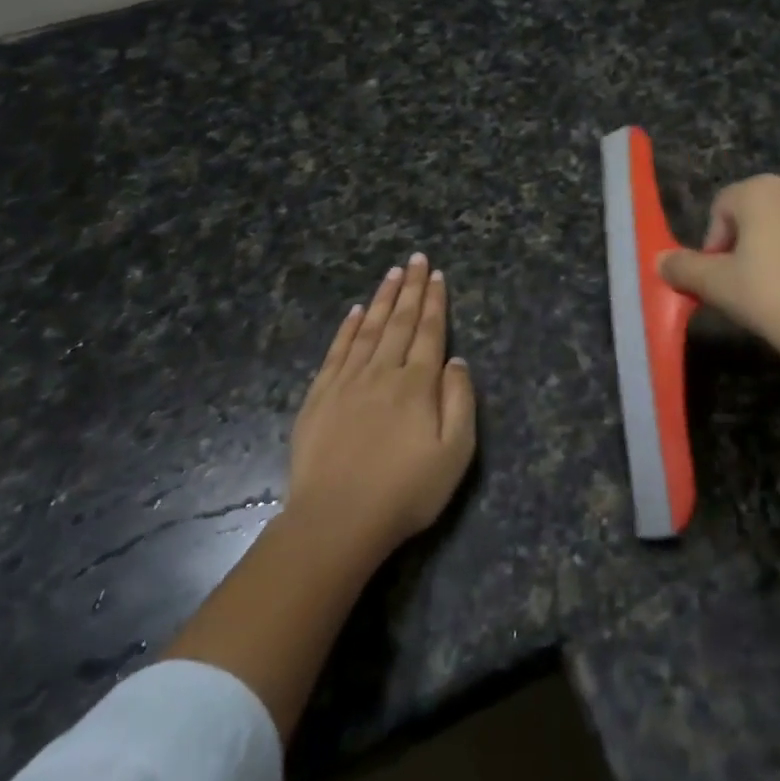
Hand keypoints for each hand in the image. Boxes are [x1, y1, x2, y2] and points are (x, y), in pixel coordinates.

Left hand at [287, 253, 476, 562]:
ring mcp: (347, 382)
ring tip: (392, 273)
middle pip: (400, 321)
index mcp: (417, 384)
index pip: (430, 332)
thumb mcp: (454, 454)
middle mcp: (383, 372)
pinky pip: (337, 351)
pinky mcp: (319, 397)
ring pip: (369, 329)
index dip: (435, 301)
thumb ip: (460, 402)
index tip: (437, 274)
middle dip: (411, 288)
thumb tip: (457, 361)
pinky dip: (348, 328)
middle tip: (416, 259)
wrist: (335, 521)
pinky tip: (356, 312)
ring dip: (383, 298)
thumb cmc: (405, 492)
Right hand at [659, 176, 779, 361]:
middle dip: (755, 235)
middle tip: (758, 277)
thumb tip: (659, 259)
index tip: (723, 277)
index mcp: (759, 191)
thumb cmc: (770, 298)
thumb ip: (684, 267)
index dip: (717, 243)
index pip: (723, 210)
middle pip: (763, 207)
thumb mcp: (717, 286)